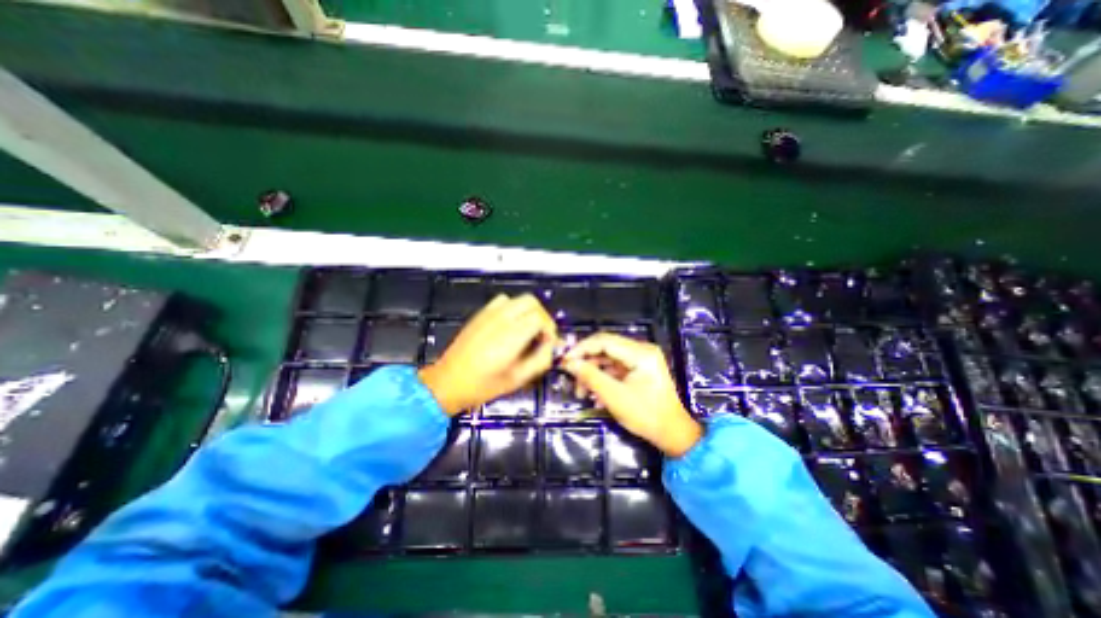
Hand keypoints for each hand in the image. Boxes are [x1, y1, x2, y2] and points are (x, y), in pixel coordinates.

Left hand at [423, 292, 558, 415]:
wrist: (448, 382)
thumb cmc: (483, 386)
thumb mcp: (517, 379)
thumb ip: (540, 360)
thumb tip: (551, 346)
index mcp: (510, 337)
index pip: (539, 318)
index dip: (549, 329)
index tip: (548, 342)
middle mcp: (500, 320)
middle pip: (531, 302)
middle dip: (542, 316)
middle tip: (541, 334)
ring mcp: (488, 314)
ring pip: (517, 299)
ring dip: (528, 311)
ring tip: (527, 329)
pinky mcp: (480, 314)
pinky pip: (502, 301)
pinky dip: (512, 308)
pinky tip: (510, 325)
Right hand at [562, 334, 699, 458]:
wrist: (672, 434)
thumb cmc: (646, 416)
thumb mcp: (614, 397)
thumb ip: (590, 376)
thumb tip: (568, 363)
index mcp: (640, 353)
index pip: (604, 340)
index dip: (581, 348)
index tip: (564, 361)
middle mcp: (641, 350)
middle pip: (604, 348)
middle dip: (585, 363)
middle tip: (571, 379)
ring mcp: (640, 359)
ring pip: (607, 358)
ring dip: (592, 373)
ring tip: (581, 393)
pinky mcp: (638, 368)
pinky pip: (614, 368)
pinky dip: (602, 378)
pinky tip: (593, 394)